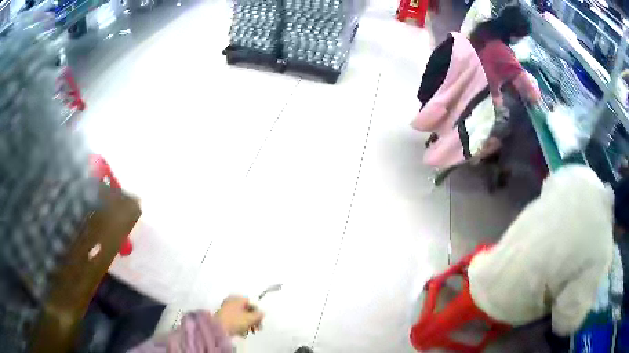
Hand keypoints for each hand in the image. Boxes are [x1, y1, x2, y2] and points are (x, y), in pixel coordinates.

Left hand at [215, 296, 263, 336]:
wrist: (218, 328)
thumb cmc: (235, 321)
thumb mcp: (251, 318)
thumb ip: (259, 315)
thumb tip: (262, 313)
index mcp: (238, 298)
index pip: (252, 303)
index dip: (258, 313)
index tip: (260, 322)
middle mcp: (231, 301)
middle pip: (246, 310)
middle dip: (252, 319)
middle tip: (256, 328)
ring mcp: (226, 308)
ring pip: (240, 315)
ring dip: (246, 324)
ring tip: (248, 331)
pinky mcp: (222, 316)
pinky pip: (234, 319)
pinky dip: (239, 325)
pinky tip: (241, 333)